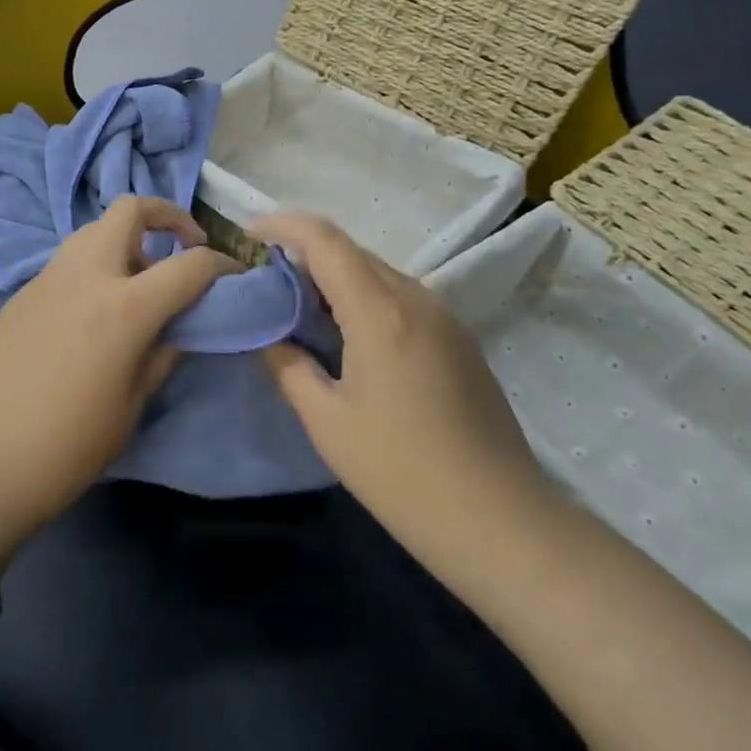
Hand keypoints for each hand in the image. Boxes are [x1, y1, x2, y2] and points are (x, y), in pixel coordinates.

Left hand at [0, 196, 238, 568]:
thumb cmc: (66, 448)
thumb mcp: (131, 407)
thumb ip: (163, 355)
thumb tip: (182, 326)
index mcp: (123, 308)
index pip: (189, 265)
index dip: (221, 264)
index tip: (235, 273)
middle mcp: (86, 275)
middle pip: (130, 209)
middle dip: (167, 215)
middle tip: (185, 245)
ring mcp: (47, 277)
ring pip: (94, 230)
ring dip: (127, 239)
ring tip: (140, 281)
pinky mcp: (21, 291)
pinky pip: (68, 260)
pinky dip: (95, 265)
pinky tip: (95, 309)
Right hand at [253, 215, 554, 580]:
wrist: (502, 523)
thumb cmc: (403, 473)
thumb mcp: (327, 422)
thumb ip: (287, 366)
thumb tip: (266, 334)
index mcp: (379, 311)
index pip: (325, 240)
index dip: (282, 226)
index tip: (248, 235)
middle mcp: (415, 298)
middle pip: (351, 251)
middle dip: (303, 253)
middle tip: (264, 280)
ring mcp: (444, 317)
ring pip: (377, 273)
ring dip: (334, 277)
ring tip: (298, 307)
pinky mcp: (459, 339)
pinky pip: (400, 297)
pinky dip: (363, 298)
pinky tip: (346, 336)